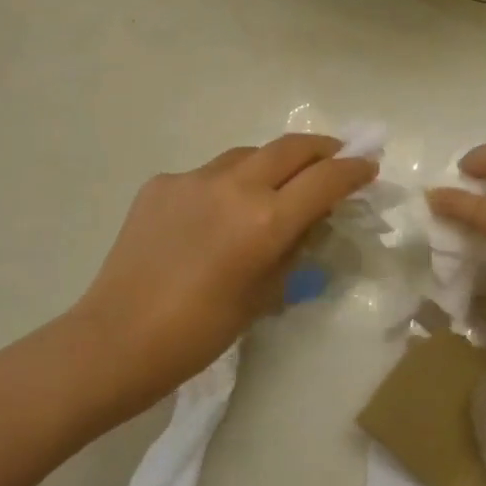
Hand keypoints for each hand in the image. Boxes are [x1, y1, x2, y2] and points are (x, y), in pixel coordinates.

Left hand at [71, 134, 377, 412]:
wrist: (118, 338)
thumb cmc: (200, 332)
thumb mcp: (263, 294)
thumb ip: (292, 249)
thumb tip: (308, 221)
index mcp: (265, 220)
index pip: (325, 179)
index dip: (353, 169)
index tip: (368, 165)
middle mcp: (233, 186)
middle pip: (290, 147)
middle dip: (321, 149)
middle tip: (335, 158)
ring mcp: (193, 179)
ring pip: (247, 154)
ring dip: (271, 163)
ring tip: (276, 185)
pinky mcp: (161, 183)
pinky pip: (206, 174)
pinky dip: (224, 186)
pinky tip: (215, 214)